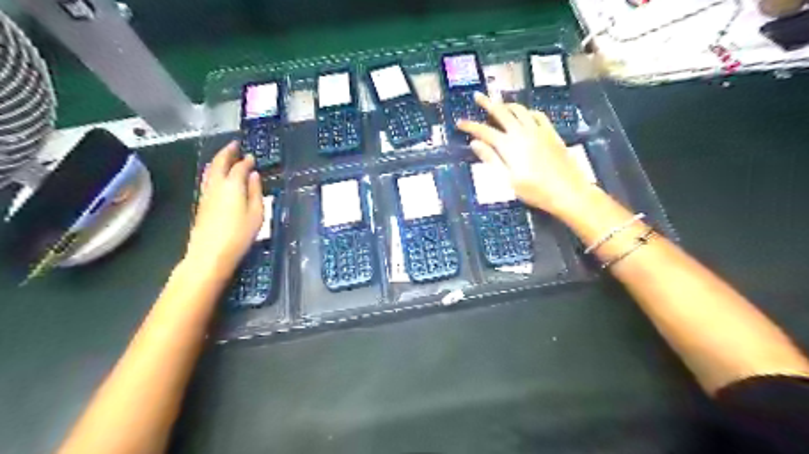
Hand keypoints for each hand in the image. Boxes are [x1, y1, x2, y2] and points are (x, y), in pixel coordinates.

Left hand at [183, 141, 261, 276]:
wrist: (210, 254)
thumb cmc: (239, 235)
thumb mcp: (256, 214)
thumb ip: (255, 192)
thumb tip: (253, 175)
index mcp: (232, 185)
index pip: (239, 167)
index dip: (246, 160)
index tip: (252, 156)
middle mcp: (216, 185)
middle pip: (219, 163)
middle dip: (227, 152)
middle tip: (234, 145)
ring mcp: (206, 194)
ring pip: (210, 170)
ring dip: (218, 160)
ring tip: (226, 156)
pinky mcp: (201, 203)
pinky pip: (207, 179)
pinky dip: (214, 170)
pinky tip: (219, 175)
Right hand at [457, 93, 596, 217]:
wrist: (568, 191)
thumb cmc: (535, 191)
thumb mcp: (508, 180)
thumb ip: (491, 159)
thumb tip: (475, 144)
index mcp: (509, 146)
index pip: (484, 131)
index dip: (470, 126)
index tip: (459, 122)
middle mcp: (522, 133)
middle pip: (501, 113)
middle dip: (487, 103)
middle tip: (478, 96)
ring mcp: (538, 131)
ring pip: (520, 110)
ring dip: (507, 105)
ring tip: (499, 104)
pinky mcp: (551, 133)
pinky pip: (537, 115)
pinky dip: (527, 111)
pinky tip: (525, 115)